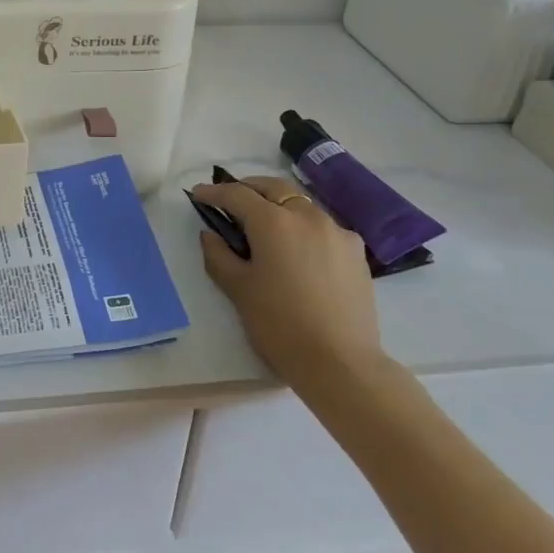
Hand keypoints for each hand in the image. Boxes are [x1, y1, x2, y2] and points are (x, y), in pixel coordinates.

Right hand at [191, 175, 386, 401]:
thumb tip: (211, 234)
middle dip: (248, 188)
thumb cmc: (280, 325)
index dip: (214, 192)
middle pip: (273, 188)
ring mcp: (336, 232)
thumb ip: (218, 255)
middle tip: (231, 200)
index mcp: (273, 222)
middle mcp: (307, 216)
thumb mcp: (238, 289)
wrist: (342, 364)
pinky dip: (304, 227)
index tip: (198, 194)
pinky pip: (323, 227)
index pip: (236, 194)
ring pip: (301, 205)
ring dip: (278, 206)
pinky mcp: (356, 252)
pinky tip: (299, 249)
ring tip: (265, 225)